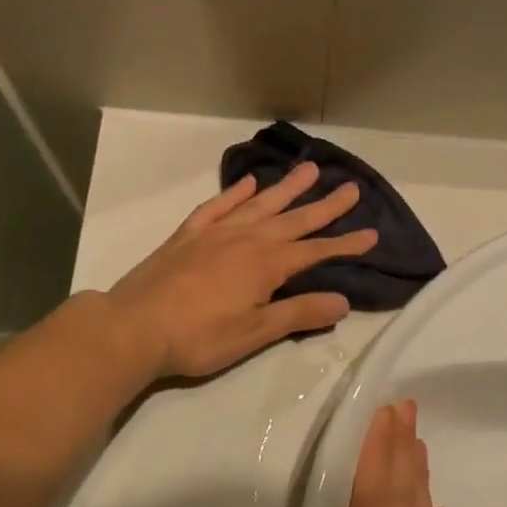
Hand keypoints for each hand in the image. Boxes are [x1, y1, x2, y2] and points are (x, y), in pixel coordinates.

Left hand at [106, 161, 375, 379]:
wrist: (135, 326)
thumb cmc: (200, 336)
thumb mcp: (255, 333)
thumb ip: (299, 313)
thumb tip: (342, 301)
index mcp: (267, 264)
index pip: (316, 251)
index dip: (345, 244)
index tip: (371, 233)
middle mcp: (247, 238)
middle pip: (294, 219)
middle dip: (325, 206)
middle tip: (351, 187)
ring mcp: (216, 232)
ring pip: (260, 204)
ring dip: (286, 188)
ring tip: (309, 170)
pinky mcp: (188, 234)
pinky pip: (218, 206)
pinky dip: (235, 192)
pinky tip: (248, 182)